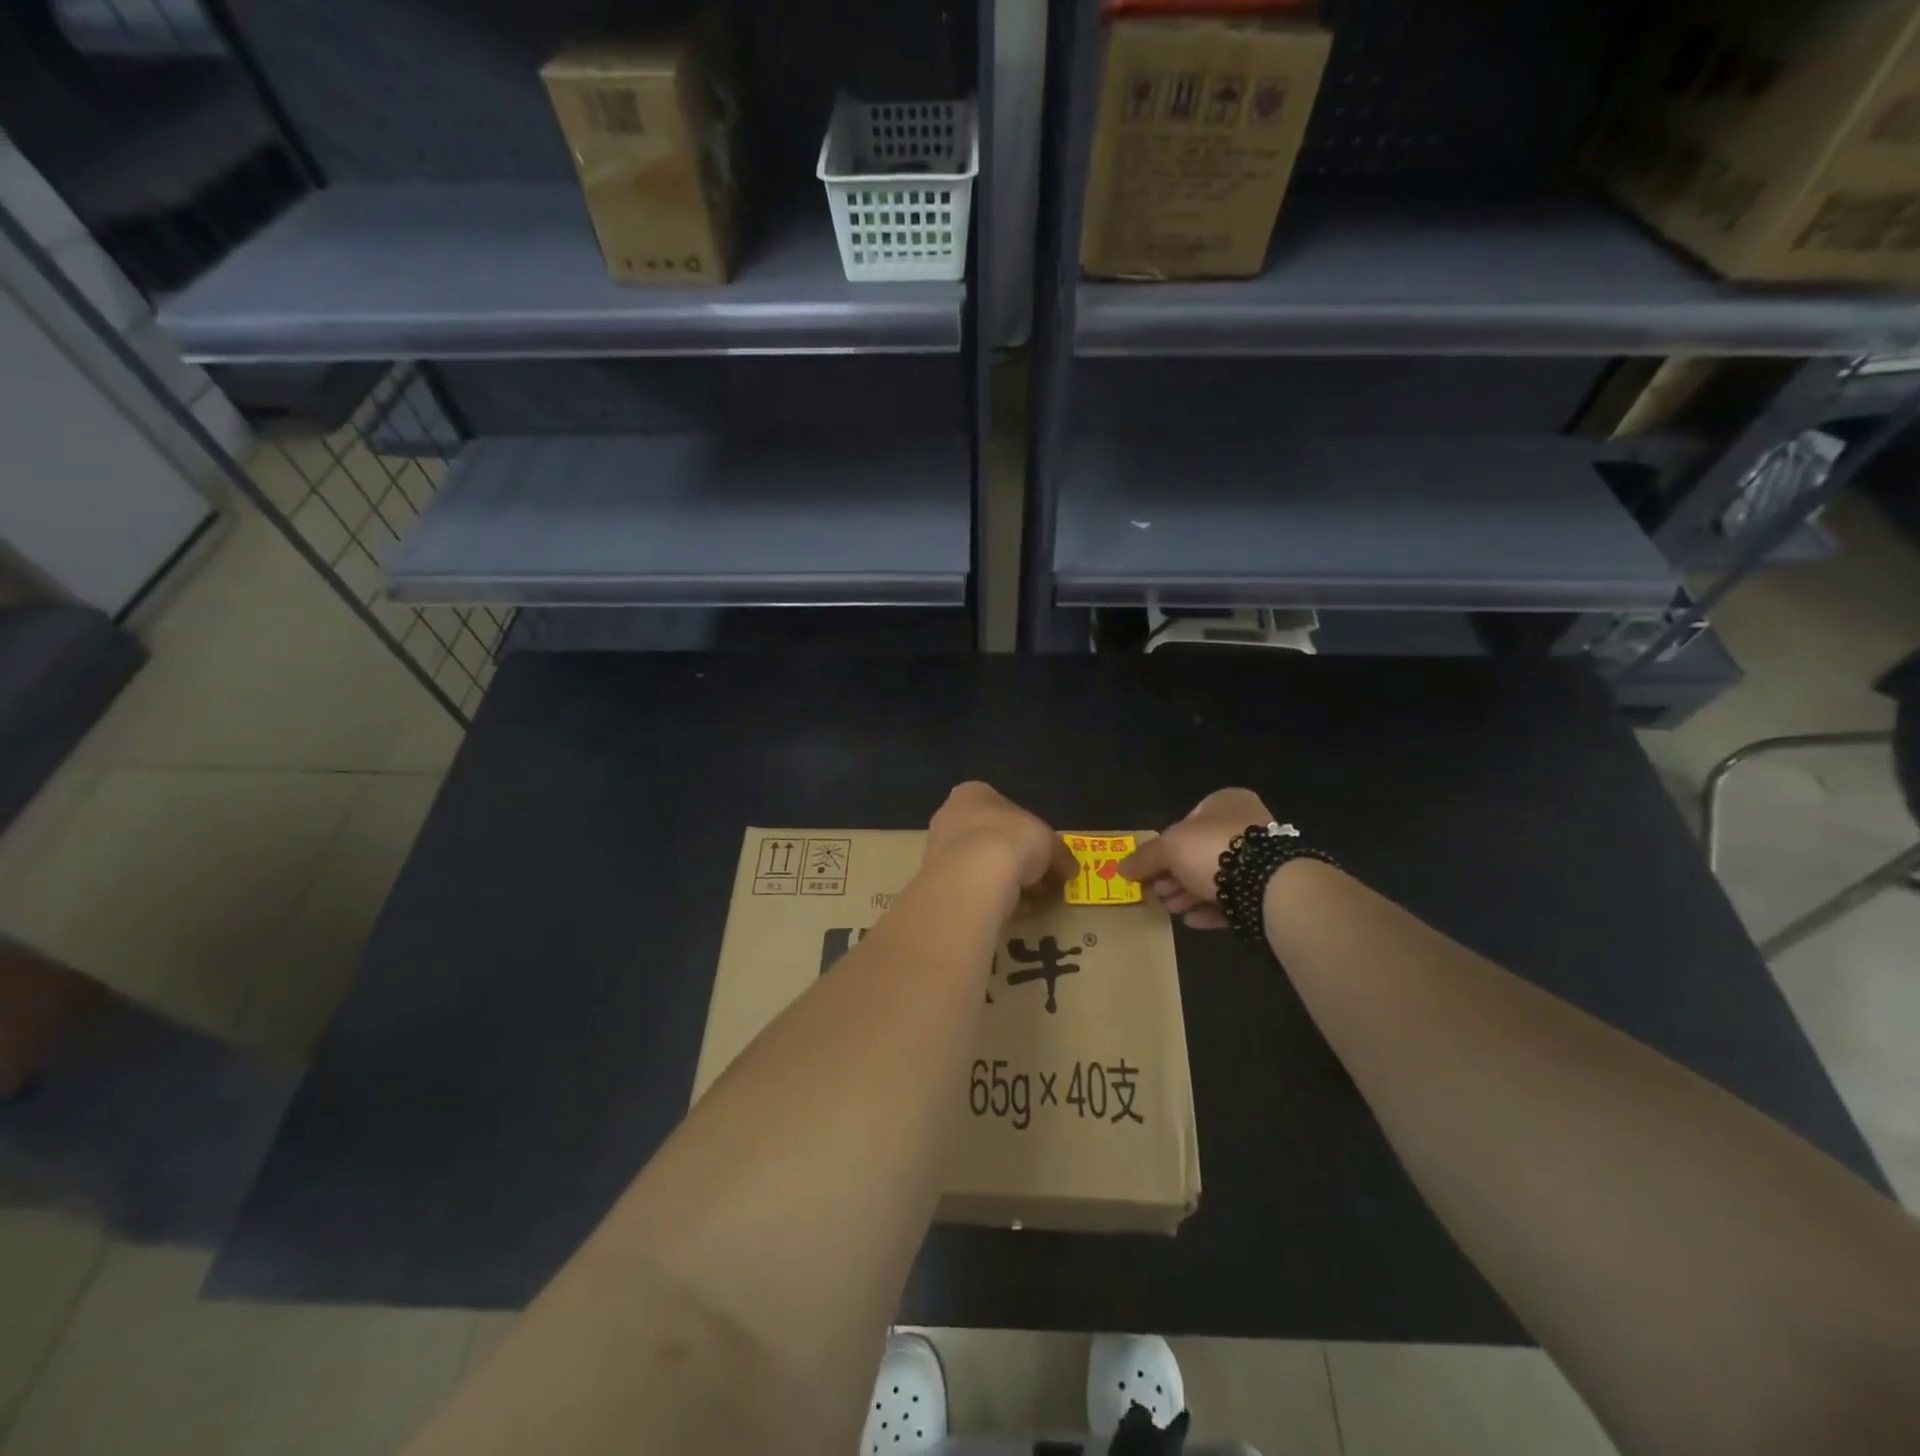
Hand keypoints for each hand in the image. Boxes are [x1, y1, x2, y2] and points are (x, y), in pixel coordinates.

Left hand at [926, 782, 1079, 900]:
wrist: (973, 876)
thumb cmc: (1012, 840)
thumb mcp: (1049, 843)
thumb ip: (1059, 853)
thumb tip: (1071, 868)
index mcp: (973, 794)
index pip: (1004, 809)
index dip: (1029, 834)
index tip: (1046, 856)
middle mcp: (949, 815)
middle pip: (990, 837)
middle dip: (1015, 860)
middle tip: (1040, 882)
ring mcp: (938, 849)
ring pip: (978, 866)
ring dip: (1003, 882)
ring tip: (1029, 903)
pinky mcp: (935, 882)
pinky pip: (969, 889)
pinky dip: (989, 898)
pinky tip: (1009, 913)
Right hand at [1119, 787, 1273, 929]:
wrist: (1267, 883)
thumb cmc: (1212, 849)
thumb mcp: (1168, 848)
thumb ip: (1145, 857)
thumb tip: (1120, 868)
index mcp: (1225, 803)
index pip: (1186, 822)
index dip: (1164, 846)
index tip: (1149, 869)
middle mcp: (1246, 825)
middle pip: (1199, 852)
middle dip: (1175, 874)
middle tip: (1157, 892)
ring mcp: (1262, 858)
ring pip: (1216, 877)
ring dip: (1189, 893)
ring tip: (1169, 908)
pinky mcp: (1269, 890)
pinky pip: (1233, 899)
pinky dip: (1210, 908)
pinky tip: (1191, 921)